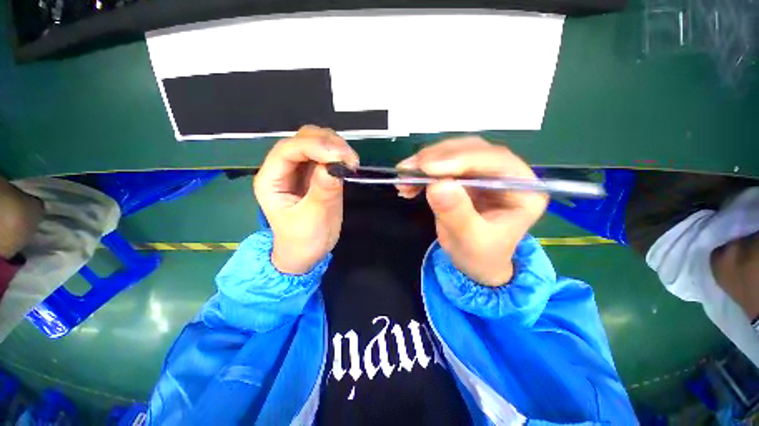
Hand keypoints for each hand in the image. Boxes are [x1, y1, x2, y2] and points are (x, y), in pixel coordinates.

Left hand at [254, 126, 358, 274]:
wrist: (306, 253)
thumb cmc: (303, 240)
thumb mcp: (313, 218)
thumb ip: (322, 190)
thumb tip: (335, 165)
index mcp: (271, 180)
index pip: (288, 150)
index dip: (314, 147)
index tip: (340, 156)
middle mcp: (282, 169)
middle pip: (301, 139)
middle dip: (327, 143)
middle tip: (349, 159)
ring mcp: (299, 169)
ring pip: (315, 142)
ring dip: (335, 146)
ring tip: (351, 162)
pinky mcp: (314, 173)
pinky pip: (326, 154)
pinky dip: (339, 154)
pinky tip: (348, 163)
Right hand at [396, 137, 546, 285]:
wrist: (475, 261)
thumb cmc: (480, 255)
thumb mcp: (470, 240)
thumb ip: (456, 213)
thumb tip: (437, 184)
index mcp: (523, 189)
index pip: (496, 160)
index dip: (461, 159)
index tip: (427, 168)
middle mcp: (506, 173)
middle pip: (472, 150)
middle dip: (437, 158)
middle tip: (409, 169)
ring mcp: (484, 172)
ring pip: (454, 153)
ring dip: (425, 162)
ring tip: (404, 176)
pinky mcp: (465, 176)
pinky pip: (442, 164)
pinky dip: (422, 171)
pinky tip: (408, 182)